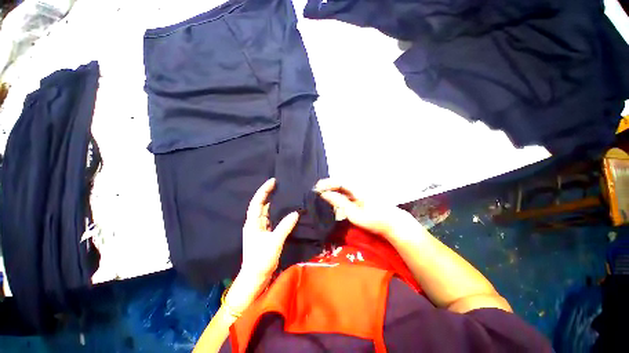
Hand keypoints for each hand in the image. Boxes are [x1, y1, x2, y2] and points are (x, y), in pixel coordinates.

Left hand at [241, 178, 299, 278]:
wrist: (255, 278)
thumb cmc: (261, 260)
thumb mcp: (274, 242)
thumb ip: (284, 227)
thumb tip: (295, 213)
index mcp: (252, 223)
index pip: (257, 202)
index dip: (263, 190)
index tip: (272, 181)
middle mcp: (254, 223)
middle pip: (260, 204)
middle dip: (267, 193)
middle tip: (278, 184)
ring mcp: (259, 229)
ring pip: (265, 211)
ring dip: (271, 201)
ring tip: (280, 193)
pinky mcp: (264, 234)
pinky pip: (269, 218)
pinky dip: (274, 211)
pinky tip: (281, 209)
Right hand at [314, 179, 417, 240]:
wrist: (392, 223)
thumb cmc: (374, 220)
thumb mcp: (354, 214)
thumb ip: (339, 202)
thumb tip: (325, 194)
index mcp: (357, 188)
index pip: (339, 182)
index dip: (327, 184)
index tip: (316, 188)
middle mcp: (359, 185)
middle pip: (340, 182)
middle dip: (328, 185)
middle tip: (317, 190)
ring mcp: (361, 189)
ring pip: (344, 186)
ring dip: (333, 188)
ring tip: (322, 192)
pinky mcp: (362, 194)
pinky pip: (347, 190)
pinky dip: (339, 192)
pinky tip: (334, 196)